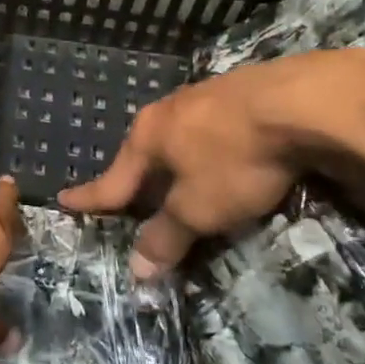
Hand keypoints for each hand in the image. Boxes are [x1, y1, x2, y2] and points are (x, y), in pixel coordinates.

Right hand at [60, 50, 364, 276]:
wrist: (300, 101)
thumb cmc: (235, 158)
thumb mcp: (199, 208)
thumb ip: (166, 236)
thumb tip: (135, 270)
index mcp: (148, 137)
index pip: (112, 179)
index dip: (90, 197)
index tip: (64, 201)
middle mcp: (168, 111)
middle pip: (144, 153)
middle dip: (136, 177)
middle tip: (129, 199)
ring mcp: (204, 96)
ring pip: (177, 136)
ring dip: (173, 161)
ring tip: (175, 178)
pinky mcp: (239, 93)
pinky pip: (208, 127)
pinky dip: (204, 147)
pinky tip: (219, 153)